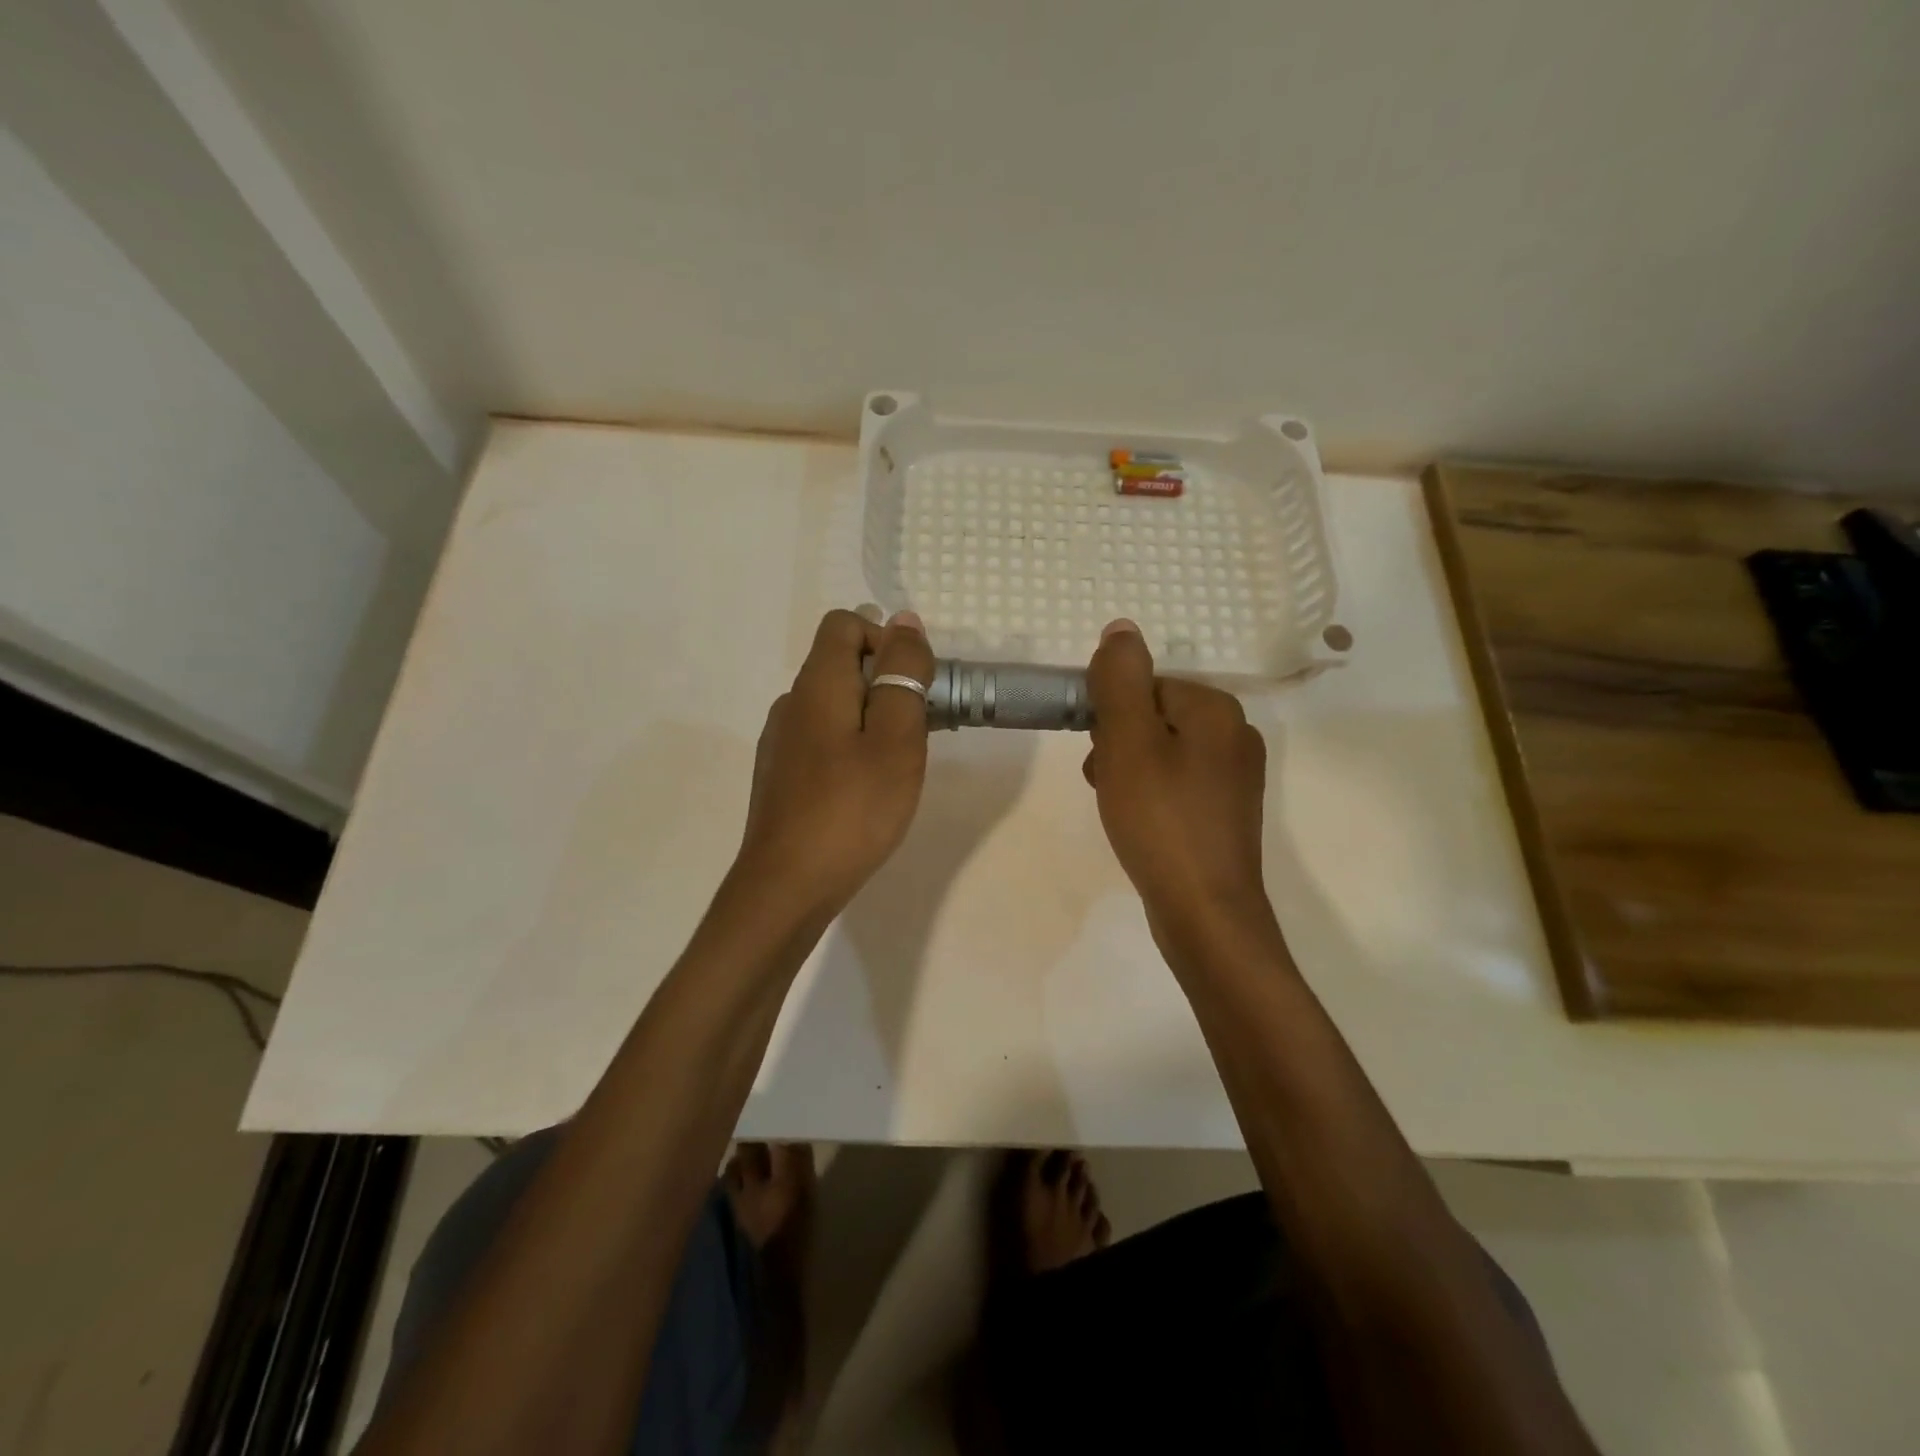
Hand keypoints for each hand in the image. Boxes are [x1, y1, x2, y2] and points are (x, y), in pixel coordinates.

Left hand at [736, 608, 934, 913]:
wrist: (788, 886)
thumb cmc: (852, 809)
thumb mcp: (896, 738)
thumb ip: (903, 675)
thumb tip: (904, 621)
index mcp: (817, 685)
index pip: (845, 624)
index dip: (885, 640)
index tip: (914, 686)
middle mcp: (792, 703)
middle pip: (841, 665)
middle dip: (887, 684)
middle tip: (916, 733)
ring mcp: (781, 742)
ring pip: (834, 706)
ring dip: (872, 720)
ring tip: (897, 766)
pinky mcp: (781, 776)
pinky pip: (822, 739)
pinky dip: (851, 747)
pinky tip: (865, 791)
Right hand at [1082, 620, 1278, 958]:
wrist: (1205, 912)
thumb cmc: (1160, 819)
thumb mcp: (1128, 742)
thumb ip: (1120, 681)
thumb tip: (1122, 628)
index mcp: (1216, 709)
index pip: (1146, 687)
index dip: (1111, 718)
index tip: (1101, 755)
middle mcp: (1235, 734)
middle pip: (1154, 718)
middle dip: (1119, 745)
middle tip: (1107, 784)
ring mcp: (1236, 777)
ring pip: (1163, 752)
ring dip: (1129, 771)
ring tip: (1118, 808)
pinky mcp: (1227, 812)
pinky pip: (1177, 784)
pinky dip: (1151, 796)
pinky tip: (1139, 825)